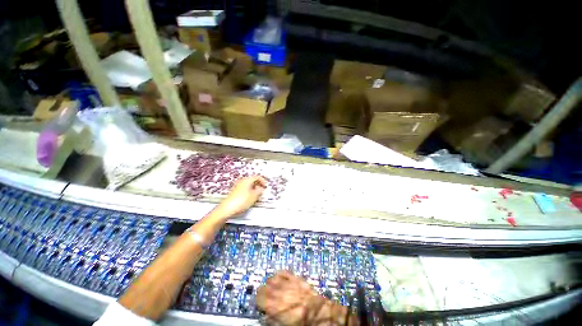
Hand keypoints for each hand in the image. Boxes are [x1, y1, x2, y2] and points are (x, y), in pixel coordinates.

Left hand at [215, 176, 266, 217]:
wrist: (227, 209)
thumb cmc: (241, 201)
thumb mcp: (254, 196)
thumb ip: (259, 191)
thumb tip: (261, 188)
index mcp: (247, 180)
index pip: (257, 177)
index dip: (263, 181)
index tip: (266, 186)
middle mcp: (242, 181)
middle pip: (252, 181)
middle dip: (258, 185)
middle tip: (262, 191)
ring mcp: (237, 186)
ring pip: (248, 185)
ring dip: (254, 189)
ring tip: (256, 196)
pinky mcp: (234, 192)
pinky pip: (244, 190)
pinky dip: (249, 192)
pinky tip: (249, 199)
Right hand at [257, 271, 352, 325]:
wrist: (321, 314)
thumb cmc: (304, 323)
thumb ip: (273, 319)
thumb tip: (264, 314)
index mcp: (278, 307)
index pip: (260, 297)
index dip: (257, 301)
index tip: (259, 305)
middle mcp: (282, 293)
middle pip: (264, 287)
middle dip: (262, 293)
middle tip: (265, 299)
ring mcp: (289, 284)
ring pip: (272, 278)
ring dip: (269, 284)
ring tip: (272, 290)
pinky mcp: (296, 278)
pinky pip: (283, 272)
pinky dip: (278, 275)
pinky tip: (278, 280)